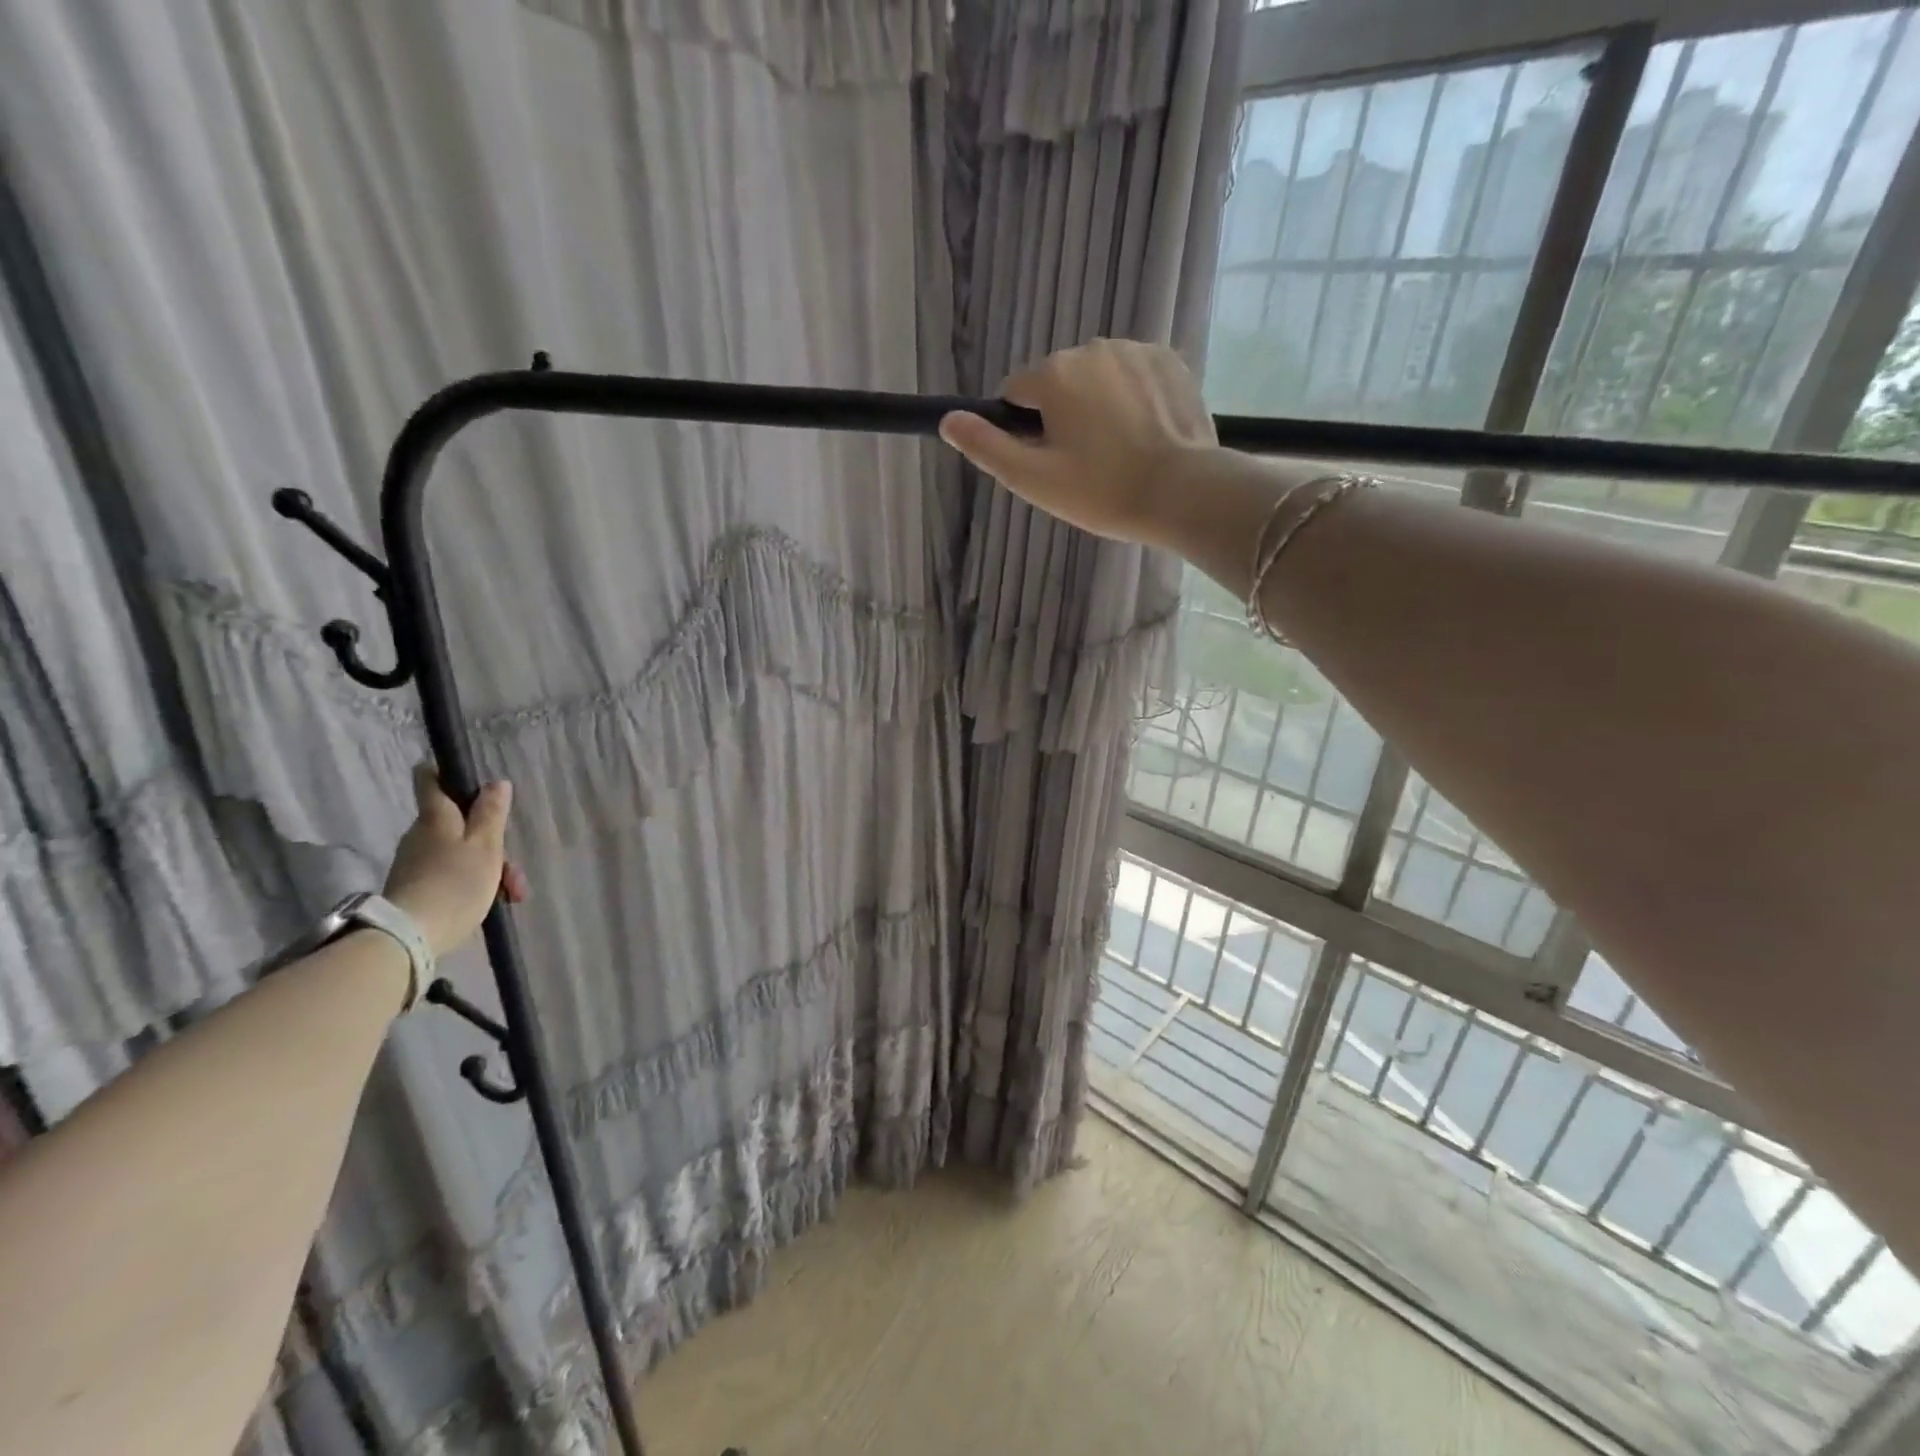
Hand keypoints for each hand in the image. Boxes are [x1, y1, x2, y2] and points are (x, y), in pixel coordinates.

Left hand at [383, 765, 528, 956]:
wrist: (410, 937)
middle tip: (514, 867)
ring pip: (459, 851)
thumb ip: (492, 813)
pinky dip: (474, 882)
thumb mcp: (485, 846)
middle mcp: (420, 834)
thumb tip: (496, 782)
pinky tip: (493, 902)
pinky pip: (451, 873)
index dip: (444, 771)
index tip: (465, 774)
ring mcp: (415, 862)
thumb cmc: (455, 883)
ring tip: (512, 893)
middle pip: (457, 822)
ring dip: (488, 866)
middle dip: (490, 838)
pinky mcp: (415, 887)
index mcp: (436, 817)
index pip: (430, 780)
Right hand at [938, 340, 1216, 547]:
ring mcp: (1135, 350)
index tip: (1048, 463)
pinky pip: (1132, 376)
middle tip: (1085, 466)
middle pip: (1058, 384)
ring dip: (1097, 406)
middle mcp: (1091, 348)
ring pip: (1096, 378)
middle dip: (1062, 416)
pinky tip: (1144, 434)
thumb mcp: (1032, 479)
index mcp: (1054, 374)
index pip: (1016, 393)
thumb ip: (986, 447)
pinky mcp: (1170, 360)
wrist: (1182, 492)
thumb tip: (947, 419)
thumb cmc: (1101, 491)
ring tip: (1119, 452)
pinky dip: (1131, 399)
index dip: (1024, 431)